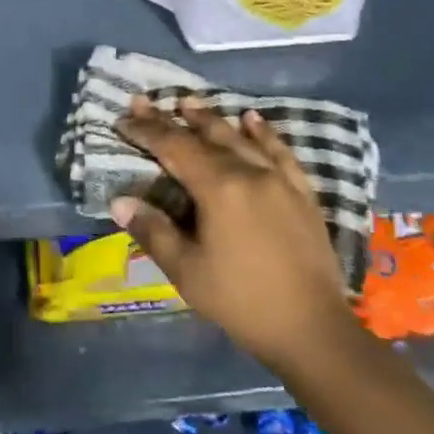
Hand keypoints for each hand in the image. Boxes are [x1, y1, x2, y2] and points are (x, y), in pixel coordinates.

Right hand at [113, 94, 354, 377]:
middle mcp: (248, 172)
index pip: (174, 147)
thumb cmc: (243, 302)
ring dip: (211, 118)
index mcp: (218, 188)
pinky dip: (263, 132)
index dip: (146, 131)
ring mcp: (279, 179)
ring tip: (189, 102)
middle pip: (204, 136)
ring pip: (239, 137)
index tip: (122, 118)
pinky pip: (280, 151)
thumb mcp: (187, 273)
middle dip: (171, 118)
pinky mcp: (301, 193)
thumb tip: (119, 201)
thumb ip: (153, 231)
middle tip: (145, 102)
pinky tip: (252, 119)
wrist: (314, 331)